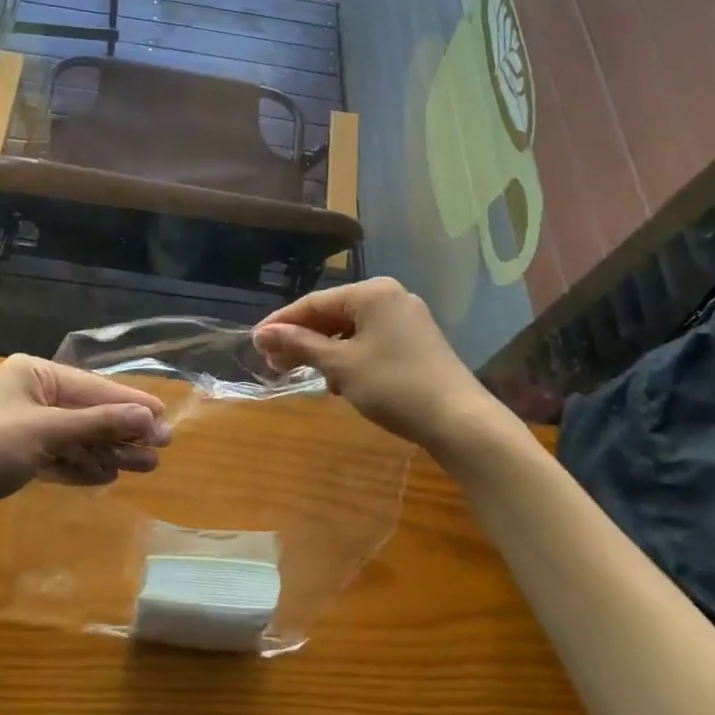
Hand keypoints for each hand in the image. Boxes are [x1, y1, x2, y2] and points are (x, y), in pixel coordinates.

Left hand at [0, 355, 171, 534]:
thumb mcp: (47, 431)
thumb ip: (98, 424)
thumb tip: (148, 418)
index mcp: (34, 373)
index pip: (93, 387)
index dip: (130, 403)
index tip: (163, 417)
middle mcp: (32, 393)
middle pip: (88, 412)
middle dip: (123, 431)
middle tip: (161, 447)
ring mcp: (25, 425)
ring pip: (77, 436)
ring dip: (109, 451)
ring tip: (146, 466)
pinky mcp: (18, 456)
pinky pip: (61, 455)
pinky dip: (83, 465)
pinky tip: (109, 475)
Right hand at [253, 279, 491, 455]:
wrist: (460, 421)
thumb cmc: (394, 386)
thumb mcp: (340, 365)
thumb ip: (300, 345)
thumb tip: (261, 333)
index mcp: (372, 292)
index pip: (314, 302)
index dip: (281, 323)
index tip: (254, 342)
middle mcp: (391, 296)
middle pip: (333, 314)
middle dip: (302, 339)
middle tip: (274, 364)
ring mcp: (408, 319)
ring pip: (352, 330)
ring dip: (325, 351)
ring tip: (304, 375)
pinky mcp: (418, 342)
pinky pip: (371, 341)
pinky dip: (350, 357)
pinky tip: (340, 382)